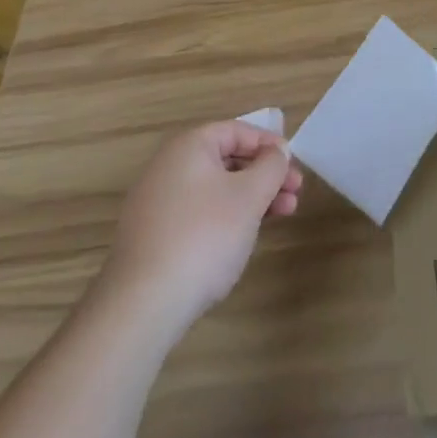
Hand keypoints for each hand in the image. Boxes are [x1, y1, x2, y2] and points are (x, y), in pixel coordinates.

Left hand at [100, 121, 303, 331]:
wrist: (142, 306)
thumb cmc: (204, 236)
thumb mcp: (250, 195)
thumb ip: (271, 166)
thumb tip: (277, 152)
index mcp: (188, 146)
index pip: (237, 131)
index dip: (269, 145)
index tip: (294, 165)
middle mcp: (168, 167)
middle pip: (227, 160)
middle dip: (265, 175)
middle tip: (294, 193)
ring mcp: (157, 203)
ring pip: (216, 189)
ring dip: (251, 197)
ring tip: (282, 216)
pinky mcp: (153, 237)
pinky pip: (198, 213)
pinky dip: (226, 217)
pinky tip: (243, 238)